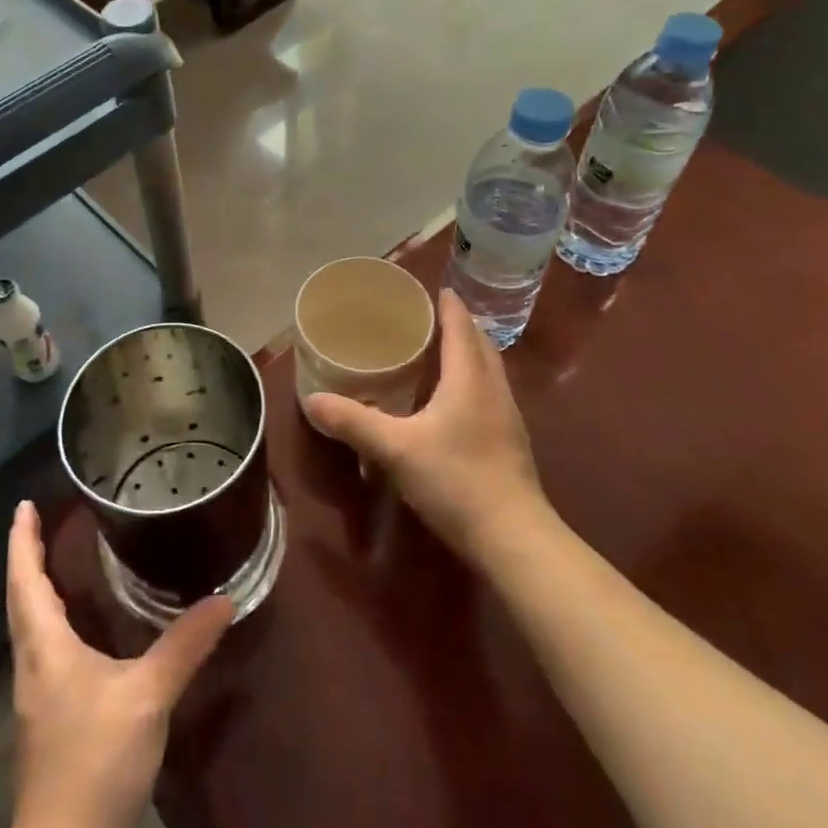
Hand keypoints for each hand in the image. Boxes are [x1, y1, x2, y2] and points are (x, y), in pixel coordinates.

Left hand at [4, 501, 232, 827]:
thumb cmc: (96, 764)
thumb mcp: (149, 698)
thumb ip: (185, 645)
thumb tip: (223, 598)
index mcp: (45, 647)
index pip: (25, 580)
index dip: (23, 541)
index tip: (23, 506)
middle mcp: (32, 664)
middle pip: (21, 598)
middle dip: (27, 557)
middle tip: (39, 522)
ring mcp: (36, 695)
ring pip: (29, 626)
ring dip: (36, 589)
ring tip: (56, 562)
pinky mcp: (47, 719)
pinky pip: (43, 649)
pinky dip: (51, 620)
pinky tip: (77, 629)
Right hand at [304, 288, 551, 565]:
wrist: (515, 539)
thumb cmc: (457, 480)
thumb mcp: (396, 449)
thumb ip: (353, 422)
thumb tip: (312, 401)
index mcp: (469, 379)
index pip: (461, 327)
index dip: (448, 306)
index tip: (433, 289)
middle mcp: (494, 390)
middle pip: (481, 345)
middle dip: (459, 326)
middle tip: (429, 320)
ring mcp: (508, 418)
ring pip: (489, 371)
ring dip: (469, 354)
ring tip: (439, 354)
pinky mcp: (511, 444)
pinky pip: (490, 395)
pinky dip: (472, 383)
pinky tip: (452, 404)